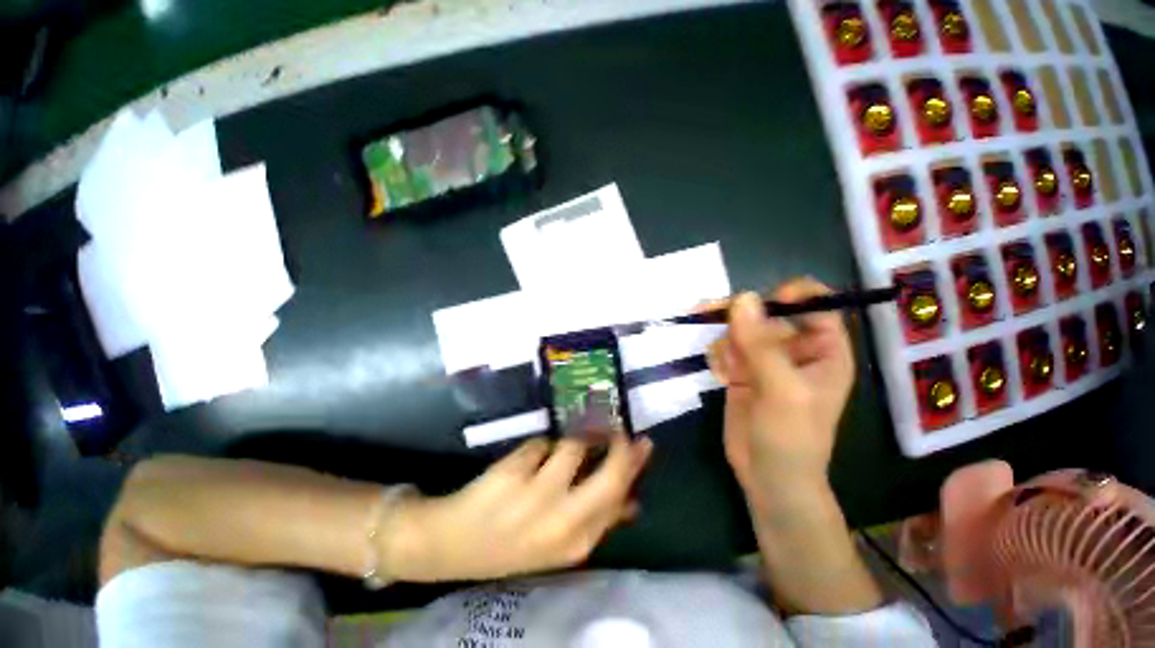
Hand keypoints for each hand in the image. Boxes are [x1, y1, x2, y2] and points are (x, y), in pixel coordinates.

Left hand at [390, 434, 651, 581]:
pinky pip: (541, 443)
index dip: (633, 465)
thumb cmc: (515, 541)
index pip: (620, 496)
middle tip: (620, 427)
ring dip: (571, 441)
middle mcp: (561, 520)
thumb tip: (635, 503)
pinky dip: (539, 448)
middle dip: (620, 446)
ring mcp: (536, 495)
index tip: (640, 443)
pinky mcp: (514, 471)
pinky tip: (525, 464)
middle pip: (609, 474)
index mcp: (577, 541)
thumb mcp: (561, 542)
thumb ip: (600, 520)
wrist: (453, 544)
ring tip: (557, 450)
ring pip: (572, 446)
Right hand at [707, 278, 854, 506]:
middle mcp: (795, 350)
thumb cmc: (791, 438)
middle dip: (738, 316)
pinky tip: (721, 376)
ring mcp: (766, 360)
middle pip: (766, 313)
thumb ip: (761, 344)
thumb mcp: (781, 389)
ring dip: (726, 341)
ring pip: (740, 329)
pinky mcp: (742, 371)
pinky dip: (719, 357)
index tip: (757, 300)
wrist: (769, 478)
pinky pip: (726, 348)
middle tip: (704, 311)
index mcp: (824, 349)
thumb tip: (741, 298)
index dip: (790, 294)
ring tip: (725, 367)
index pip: (815, 304)